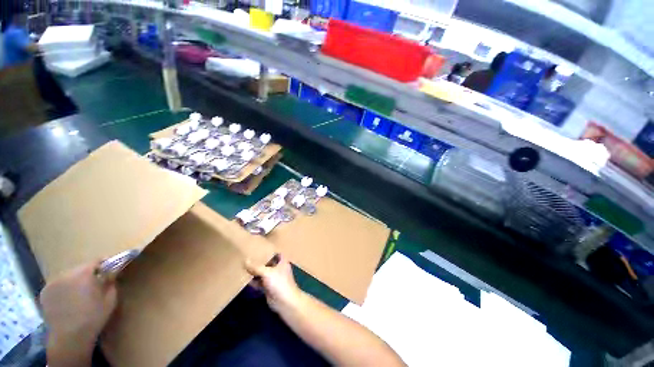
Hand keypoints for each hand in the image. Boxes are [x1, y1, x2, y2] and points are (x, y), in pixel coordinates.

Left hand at [40, 261, 116, 349]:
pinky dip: (63, 289)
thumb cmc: (93, 317)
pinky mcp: (44, 292)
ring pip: (67, 277)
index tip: (109, 269)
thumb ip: (110, 283)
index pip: (96, 261)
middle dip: (87, 275)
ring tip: (79, 295)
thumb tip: (110, 274)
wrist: (70, 337)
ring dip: (74, 282)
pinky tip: (67, 301)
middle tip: (93, 285)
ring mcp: (53, 283)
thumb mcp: (110, 299)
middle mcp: (67, 274)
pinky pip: (57, 285)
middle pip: (80, 269)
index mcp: (84, 274)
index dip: (104, 264)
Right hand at [245, 254, 302, 312]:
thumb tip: (245, 261)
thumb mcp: (267, 273)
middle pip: (268, 263)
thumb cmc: (279, 283)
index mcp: (282, 262)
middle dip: (260, 261)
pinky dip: (254, 281)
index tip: (259, 247)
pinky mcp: (268, 288)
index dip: (269, 250)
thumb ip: (256, 267)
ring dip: (256, 271)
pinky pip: (260, 283)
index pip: (276, 253)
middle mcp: (278, 269)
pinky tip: (245, 279)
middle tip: (248, 256)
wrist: (285, 302)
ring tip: (244, 266)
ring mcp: (273, 279)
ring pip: (263, 273)